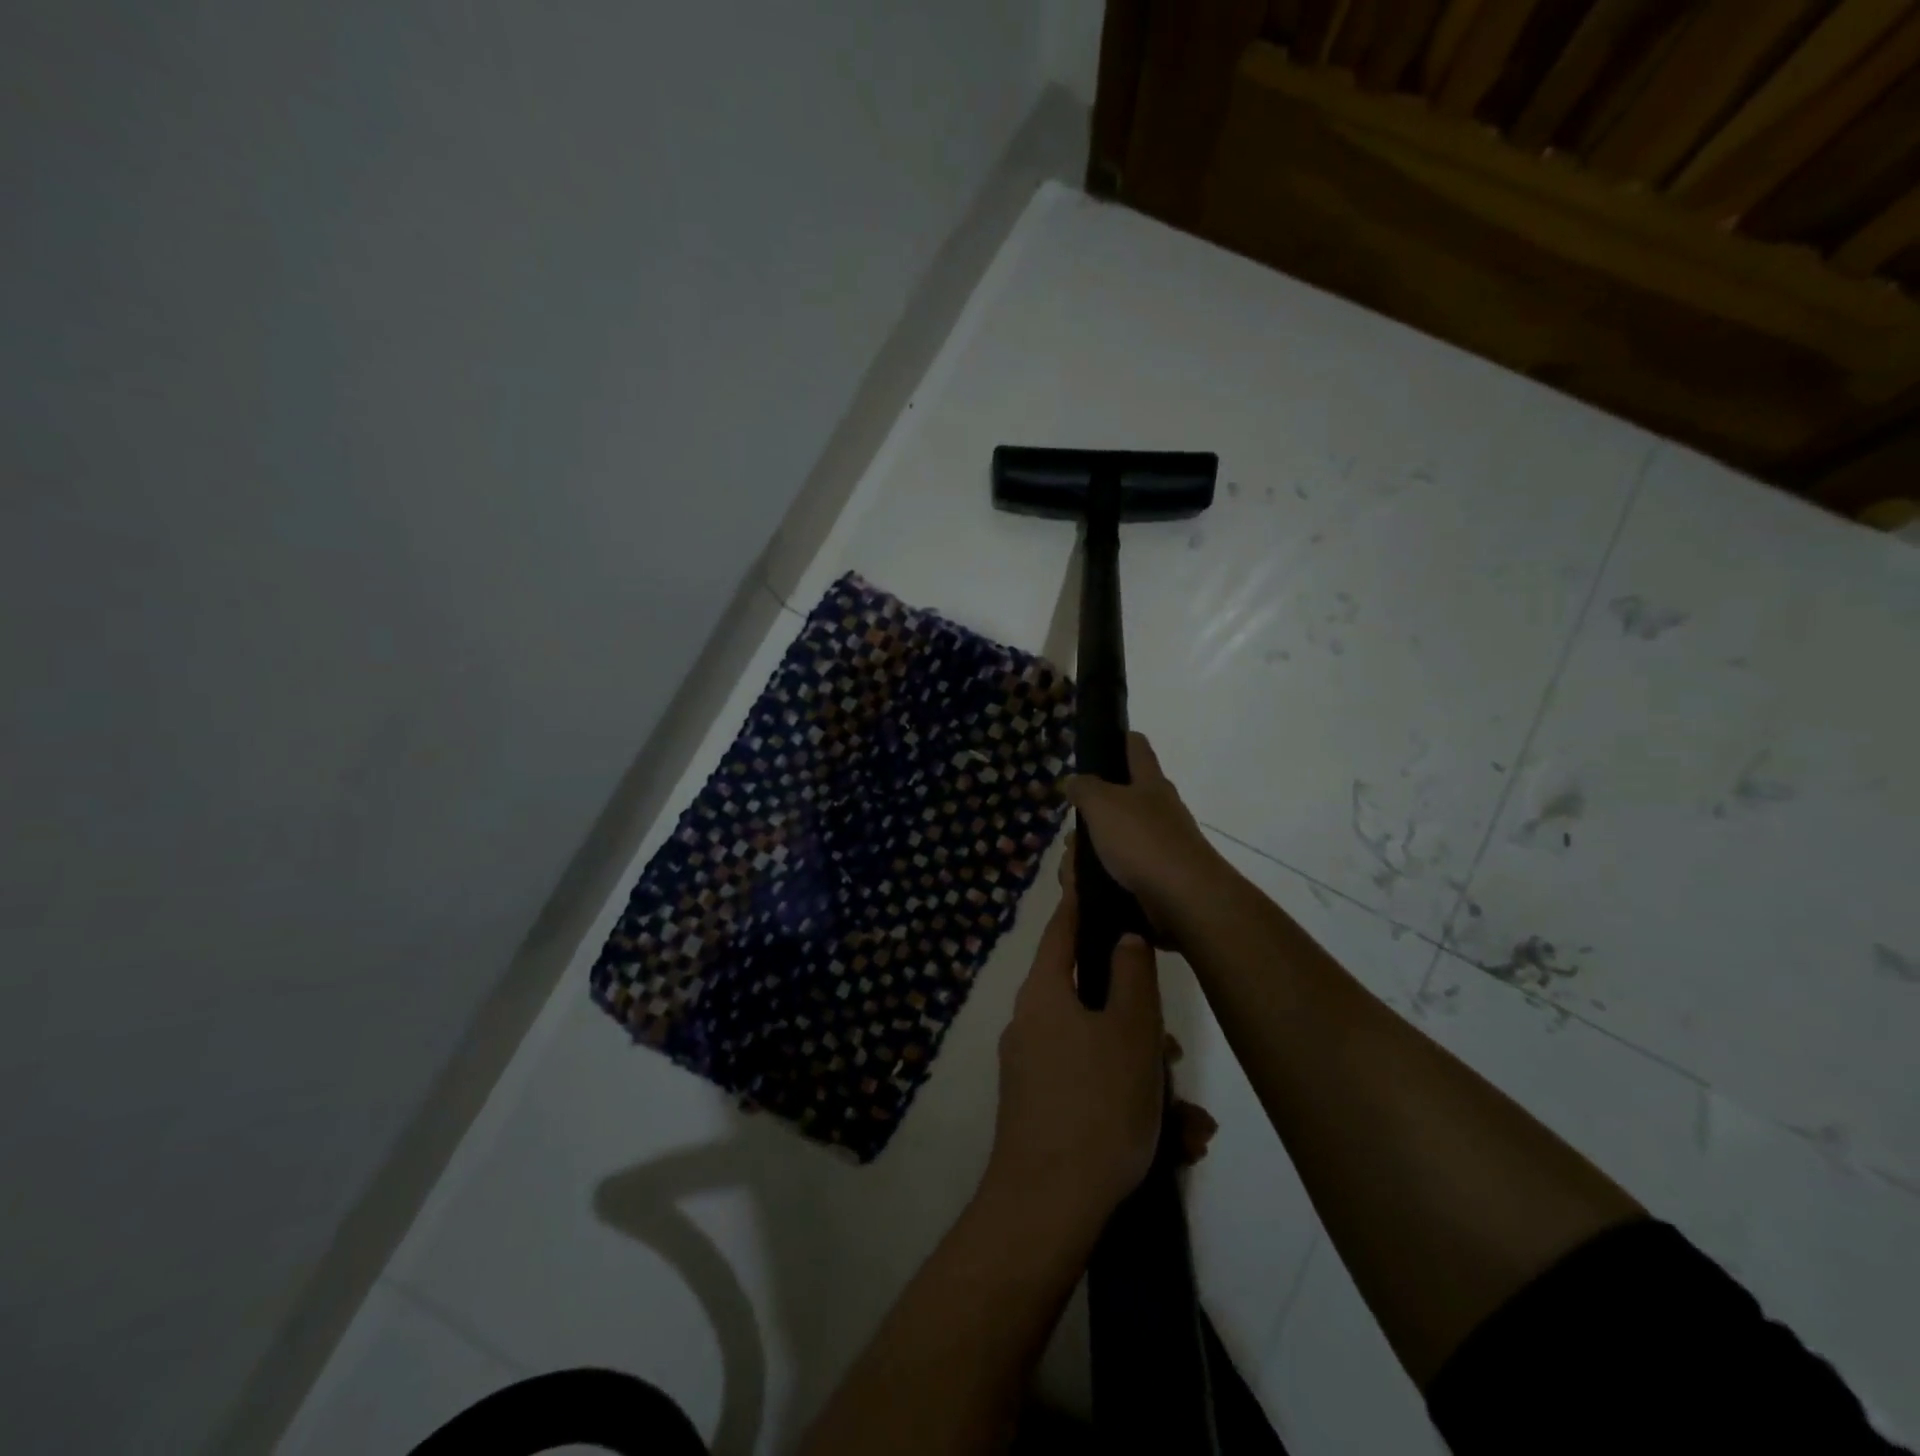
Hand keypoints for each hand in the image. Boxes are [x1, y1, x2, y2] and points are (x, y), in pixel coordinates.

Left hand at [983, 887, 1165, 1238]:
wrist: (1048, 1209)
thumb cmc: (1097, 1105)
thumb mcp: (1130, 1032)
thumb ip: (1131, 976)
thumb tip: (1123, 936)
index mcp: (1044, 994)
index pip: (1062, 929)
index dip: (1081, 903)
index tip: (1095, 880)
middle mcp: (1031, 1024)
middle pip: (1090, 999)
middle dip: (1140, 1023)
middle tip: (1175, 1053)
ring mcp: (1033, 1070)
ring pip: (1100, 1052)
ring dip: (1147, 1078)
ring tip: (1191, 1124)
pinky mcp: (1042, 1111)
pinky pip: (1093, 1090)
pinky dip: (1130, 1106)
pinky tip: (1175, 1146)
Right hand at [1062, 733, 1229, 942]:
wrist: (1183, 899)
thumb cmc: (1142, 840)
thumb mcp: (1102, 804)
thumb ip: (1084, 788)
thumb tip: (1074, 780)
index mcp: (1150, 783)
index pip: (1135, 746)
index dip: (1116, 738)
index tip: (1092, 745)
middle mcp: (1159, 809)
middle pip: (1121, 797)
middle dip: (1091, 811)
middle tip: (1070, 826)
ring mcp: (1161, 844)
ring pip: (1117, 836)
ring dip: (1093, 847)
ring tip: (1071, 864)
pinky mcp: (1158, 876)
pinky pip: (1123, 868)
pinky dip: (1103, 873)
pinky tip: (1087, 884)